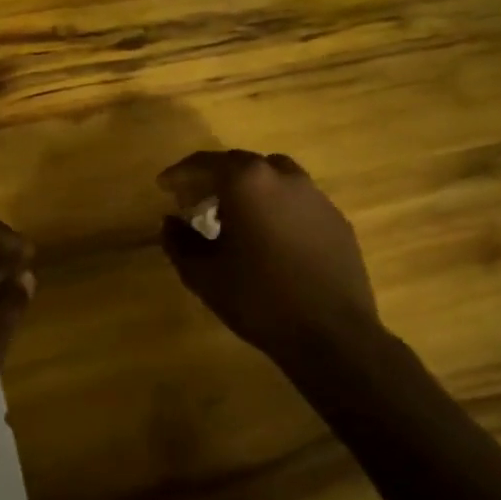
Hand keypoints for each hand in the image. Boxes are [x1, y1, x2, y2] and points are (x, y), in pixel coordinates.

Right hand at [158, 150, 380, 365]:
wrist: (332, 335)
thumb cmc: (258, 299)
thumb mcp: (203, 274)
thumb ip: (179, 241)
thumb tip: (171, 221)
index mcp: (247, 182)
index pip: (205, 163)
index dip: (179, 173)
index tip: (164, 187)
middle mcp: (283, 178)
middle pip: (240, 164)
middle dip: (214, 179)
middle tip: (194, 202)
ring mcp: (316, 197)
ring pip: (273, 177)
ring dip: (248, 189)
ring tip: (232, 216)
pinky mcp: (337, 220)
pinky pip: (297, 201)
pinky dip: (275, 207)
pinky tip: (268, 237)